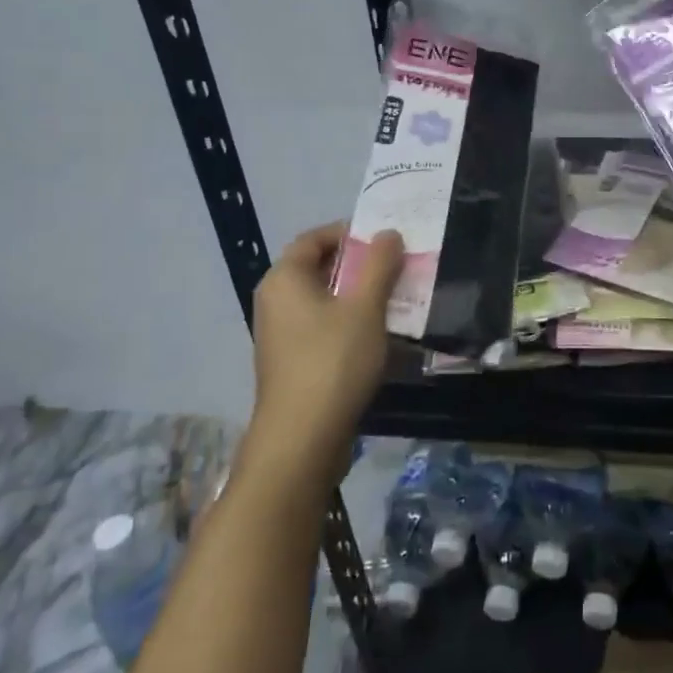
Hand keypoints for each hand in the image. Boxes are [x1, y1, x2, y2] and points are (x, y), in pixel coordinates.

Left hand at [249, 222, 403, 478]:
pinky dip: (349, 321)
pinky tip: (379, 334)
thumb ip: (379, 265)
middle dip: (359, 264)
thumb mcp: (365, 307)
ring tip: (396, 298)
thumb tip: (388, 233)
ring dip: (358, 295)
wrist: (302, 439)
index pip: (314, 238)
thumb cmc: (333, 361)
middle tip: (397, 266)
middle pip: (318, 267)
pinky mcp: (291, 361)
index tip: (385, 240)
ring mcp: (280, 334)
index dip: (349, 233)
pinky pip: (322, 326)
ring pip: (323, 300)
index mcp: (284, 279)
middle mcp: (275, 301)